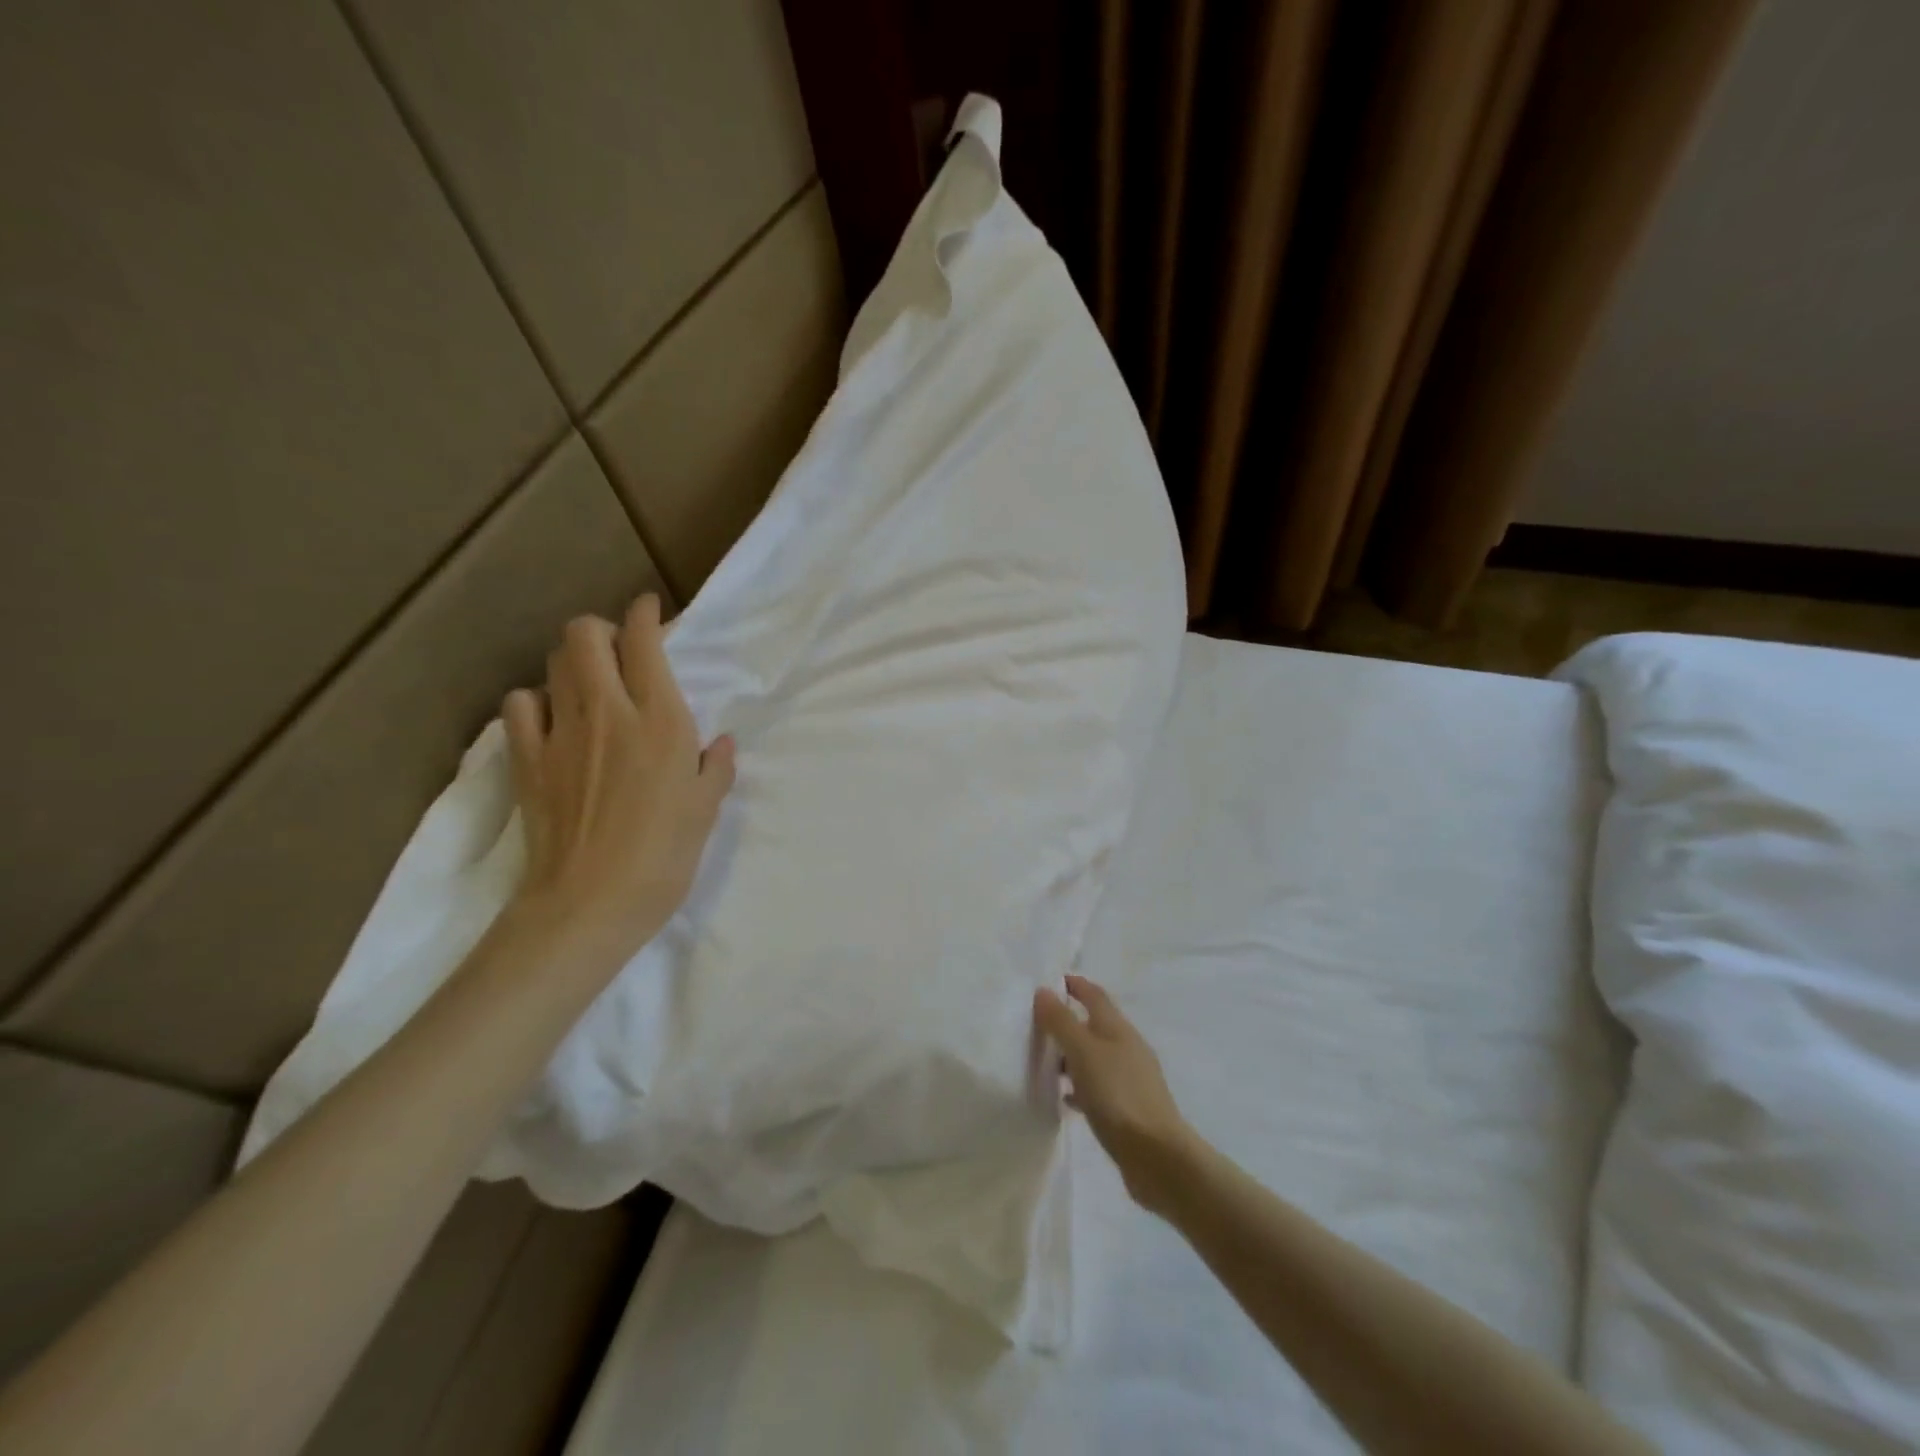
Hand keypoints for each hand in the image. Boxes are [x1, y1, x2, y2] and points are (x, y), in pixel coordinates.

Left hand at [501, 594, 734, 960]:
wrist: (589, 904)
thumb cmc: (664, 858)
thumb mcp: (705, 811)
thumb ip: (716, 768)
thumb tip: (721, 742)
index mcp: (661, 721)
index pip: (643, 641)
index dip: (644, 614)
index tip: (649, 609)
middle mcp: (609, 712)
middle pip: (585, 635)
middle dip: (600, 629)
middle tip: (618, 651)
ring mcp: (561, 733)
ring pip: (553, 663)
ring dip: (571, 661)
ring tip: (588, 683)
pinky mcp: (527, 759)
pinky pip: (520, 705)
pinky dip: (535, 701)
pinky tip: (551, 720)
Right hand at [1034, 975, 1194, 1212]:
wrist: (1158, 1157)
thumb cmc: (1118, 1095)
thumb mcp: (1083, 1052)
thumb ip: (1061, 1022)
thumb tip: (1044, 990)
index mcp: (1118, 1029)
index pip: (1094, 995)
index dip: (1075, 985)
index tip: (1051, 981)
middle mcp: (1127, 1048)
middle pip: (1095, 1025)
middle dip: (1069, 1021)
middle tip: (1038, 1025)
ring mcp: (1131, 1079)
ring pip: (1096, 1057)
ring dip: (1073, 1056)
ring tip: (1046, 1063)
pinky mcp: (1130, 1109)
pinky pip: (1099, 1088)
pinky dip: (1081, 1086)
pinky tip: (1066, 1099)